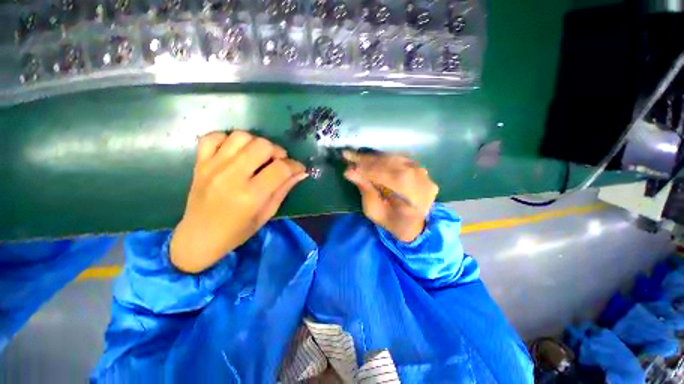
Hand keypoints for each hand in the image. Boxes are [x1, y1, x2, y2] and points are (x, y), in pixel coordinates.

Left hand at [170, 131, 306, 272]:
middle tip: (278, 162)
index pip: (281, 168)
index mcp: (251, 195)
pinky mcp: (200, 163)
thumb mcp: (267, 214)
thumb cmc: (238, 231)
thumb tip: (301, 172)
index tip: (299, 169)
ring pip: (241, 136)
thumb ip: (284, 189)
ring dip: (256, 143)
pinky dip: (227, 139)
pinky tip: (235, 151)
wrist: (199, 237)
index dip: (295, 166)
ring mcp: (213, 167)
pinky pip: (213, 137)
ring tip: (258, 156)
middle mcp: (232, 176)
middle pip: (263, 146)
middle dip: (277, 151)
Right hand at [343, 151, 437, 242]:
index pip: (391, 177)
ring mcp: (424, 174)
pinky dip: (384, 159)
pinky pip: (400, 159)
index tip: (349, 169)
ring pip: (396, 159)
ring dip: (375, 158)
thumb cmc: (392, 222)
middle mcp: (423, 182)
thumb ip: (366, 190)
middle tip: (349, 157)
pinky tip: (370, 159)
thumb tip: (350, 172)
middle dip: (369, 162)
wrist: (413, 225)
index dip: (369, 171)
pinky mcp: (420, 170)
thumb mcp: (375, 211)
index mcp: (414, 198)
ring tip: (357, 157)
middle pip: (393, 165)